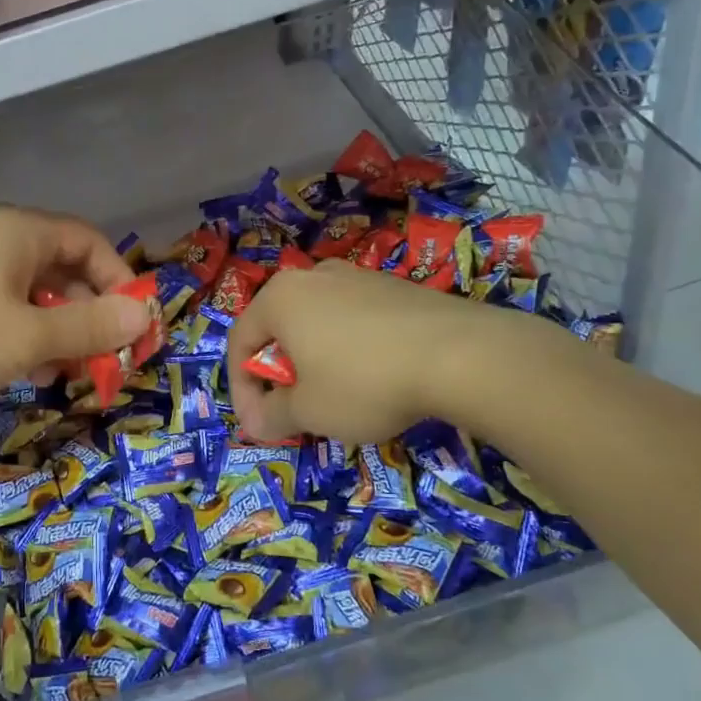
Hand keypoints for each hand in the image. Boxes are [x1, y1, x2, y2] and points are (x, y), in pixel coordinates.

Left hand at [0, 208, 147, 404]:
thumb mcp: (26, 336)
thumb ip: (88, 327)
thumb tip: (142, 316)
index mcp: (20, 234)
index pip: (91, 244)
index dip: (120, 283)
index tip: (130, 330)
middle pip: (60, 268)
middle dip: (86, 315)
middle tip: (98, 362)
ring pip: (25, 293)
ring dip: (51, 330)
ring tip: (58, 374)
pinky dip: (14, 335)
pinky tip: (11, 370)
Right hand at [226, 261, 474, 444]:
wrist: (460, 354)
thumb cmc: (364, 382)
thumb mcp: (309, 411)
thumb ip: (271, 417)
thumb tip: (254, 424)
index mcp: (280, 297)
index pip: (239, 341)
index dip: (242, 389)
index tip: (259, 425)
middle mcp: (313, 276)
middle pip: (279, 330)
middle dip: (280, 375)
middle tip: (295, 412)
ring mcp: (358, 276)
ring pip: (318, 324)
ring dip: (315, 363)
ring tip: (337, 399)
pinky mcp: (395, 287)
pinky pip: (354, 320)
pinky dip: (349, 350)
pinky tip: (375, 378)